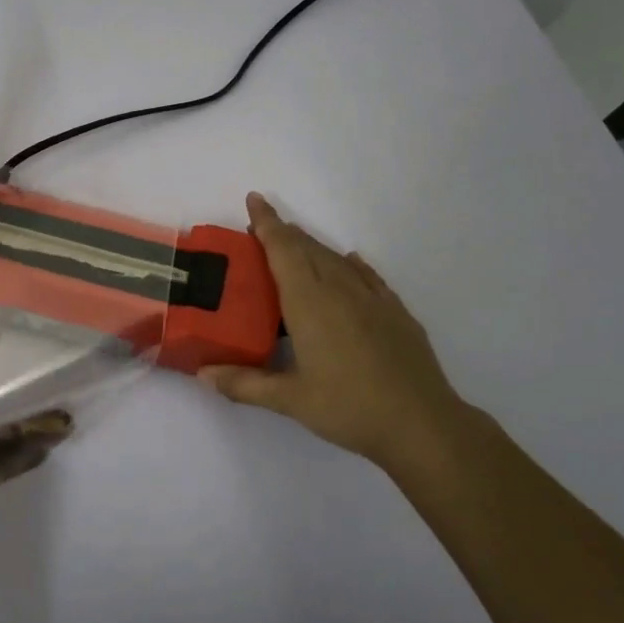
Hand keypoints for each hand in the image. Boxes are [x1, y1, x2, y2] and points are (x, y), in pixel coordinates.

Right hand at [198, 193, 476, 485]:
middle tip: (260, 228)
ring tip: (295, 246)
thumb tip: (201, 375)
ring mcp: (372, 299)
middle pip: (308, 247)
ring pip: (336, 258)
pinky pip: (366, 275)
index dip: (267, 223)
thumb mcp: (290, 400)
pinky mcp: (395, 312)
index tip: (254, 199)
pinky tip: (348, 263)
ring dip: (312, 246)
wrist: (422, 423)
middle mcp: (340, 290)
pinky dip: (349, 264)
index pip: (283, 250)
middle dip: (283, 232)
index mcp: (310, 303)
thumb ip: (244, 383)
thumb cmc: (349, 408)